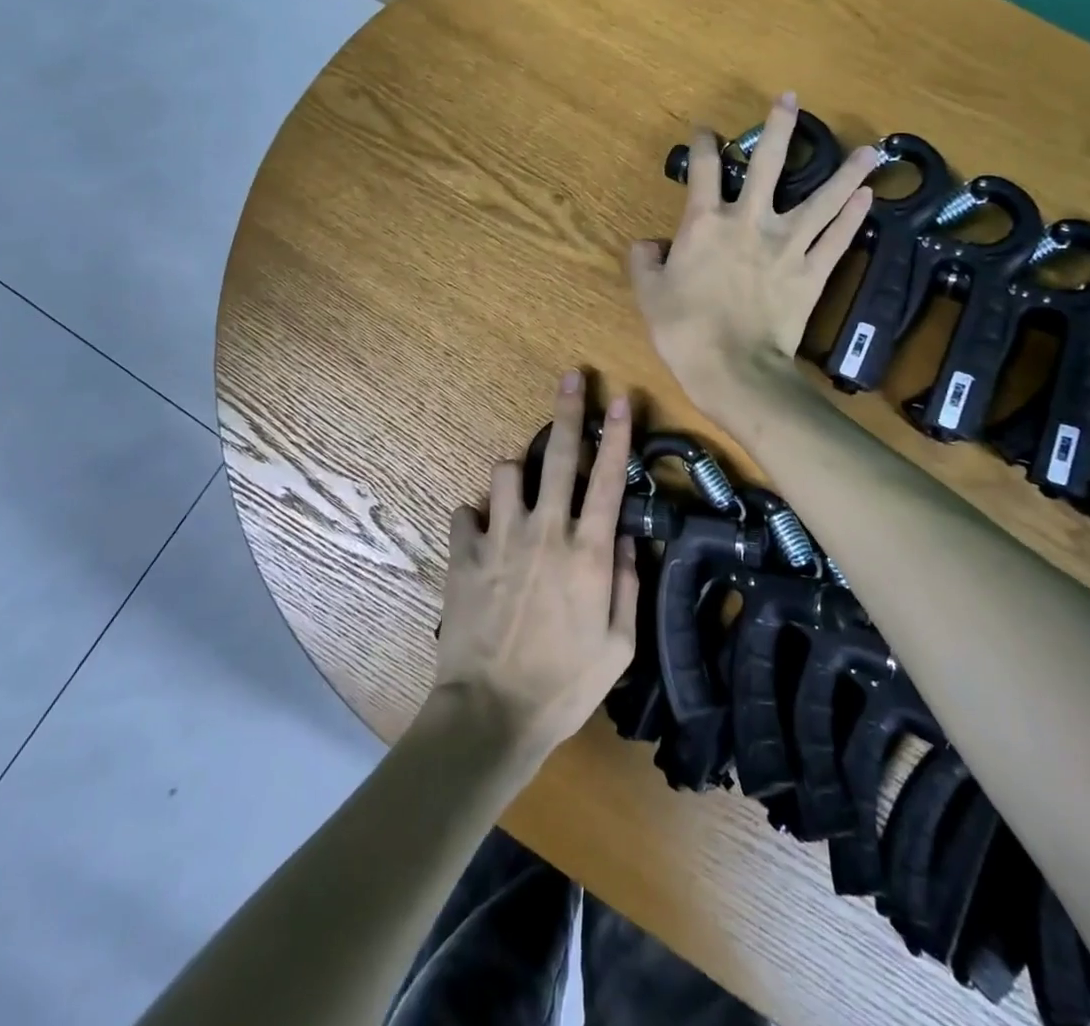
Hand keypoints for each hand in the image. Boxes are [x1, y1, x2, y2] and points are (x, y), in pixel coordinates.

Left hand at [432, 371, 639, 755]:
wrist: (492, 713)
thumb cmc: (565, 684)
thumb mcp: (619, 644)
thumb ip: (626, 582)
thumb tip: (626, 535)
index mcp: (587, 552)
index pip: (608, 479)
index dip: (617, 436)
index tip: (620, 399)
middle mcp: (544, 531)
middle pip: (558, 456)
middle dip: (567, 411)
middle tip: (571, 377)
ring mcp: (499, 538)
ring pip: (504, 472)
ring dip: (515, 474)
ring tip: (519, 493)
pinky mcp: (463, 554)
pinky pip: (465, 512)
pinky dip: (476, 518)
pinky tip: (481, 537)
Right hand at [629, 92, 877, 415]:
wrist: (731, 368)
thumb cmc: (683, 329)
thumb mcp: (649, 294)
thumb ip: (645, 261)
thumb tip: (647, 243)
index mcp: (705, 223)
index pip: (705, 171)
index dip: (705, 145)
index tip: (707, 131)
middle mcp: (750, 222)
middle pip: (770, 165)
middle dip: (780, 128)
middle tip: (791, 100)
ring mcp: (787, 246)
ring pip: (822, 200)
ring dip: (845, 173)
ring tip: (870, 150)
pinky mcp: (812, 273)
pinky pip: (837, 241)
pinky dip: (853, 219)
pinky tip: (868, 198)